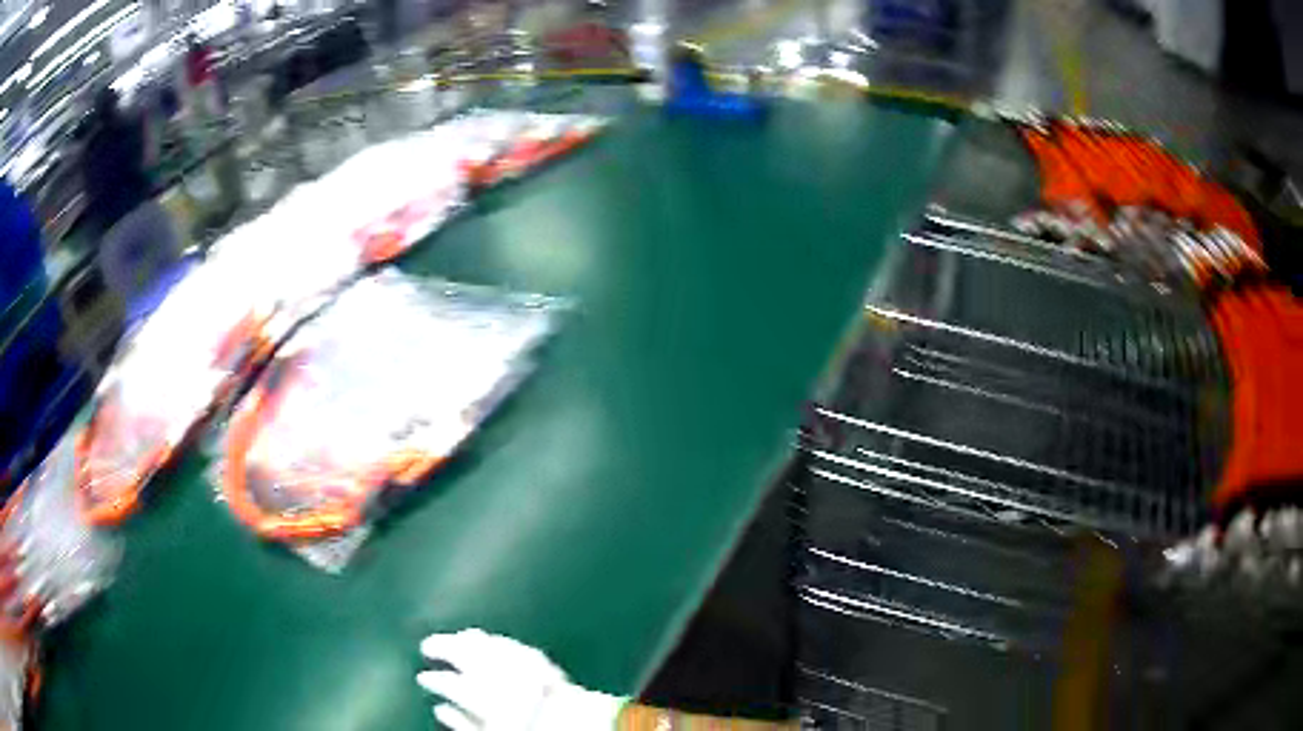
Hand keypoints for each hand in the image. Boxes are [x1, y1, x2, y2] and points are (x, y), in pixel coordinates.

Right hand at [417, 629, 624, 730]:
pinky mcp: (545, 662)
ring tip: (457, 637)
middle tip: (427, 645)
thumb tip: (440, 708)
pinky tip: (492, 640)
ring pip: (487, 645)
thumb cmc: (532, 730)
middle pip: (464, 654)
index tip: (422, 677)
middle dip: (442, 646)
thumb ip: (464, 723)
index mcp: (484, 697)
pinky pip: (515, 646)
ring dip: (469, 640)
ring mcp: (523, 666)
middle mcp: (500, 676)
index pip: (449, 683)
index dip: (434, 680)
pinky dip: (499, 642)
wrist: (583, 728)